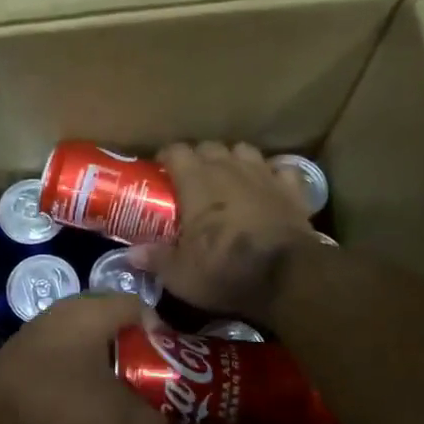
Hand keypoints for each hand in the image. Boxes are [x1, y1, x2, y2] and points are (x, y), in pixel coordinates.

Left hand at [0, 294, 166, 423]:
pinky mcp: (29, 347)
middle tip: (154, 381)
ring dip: (112, 361)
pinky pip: (71, 348)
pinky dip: (87, 367)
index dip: (163, 335)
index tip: (172, 367)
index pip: (141, 306)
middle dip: (140, 351)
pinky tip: (90, 396)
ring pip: (93, 337)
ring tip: (127, 392)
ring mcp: (45, 326)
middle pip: (118, 322)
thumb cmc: (59, 399)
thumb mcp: (115, 415)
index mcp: (93, 309)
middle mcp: (69, 308)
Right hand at [130, 142, 315, 317]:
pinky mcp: (292, 190)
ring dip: (234, 160)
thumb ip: (155, 259)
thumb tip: (131, 255)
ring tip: (228, 178)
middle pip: (210, 147)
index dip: (166, 157)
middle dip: (199, 157)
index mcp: (196, 182)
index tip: (160, 170)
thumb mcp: (180, 274)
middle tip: (191, 179)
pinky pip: (281, 170)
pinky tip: (268, 186)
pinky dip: (272, 175)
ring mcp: (264, 176)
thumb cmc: (225, 271)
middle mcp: (229, 169)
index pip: (176, 151)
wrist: (287, 277)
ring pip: (244, 151)